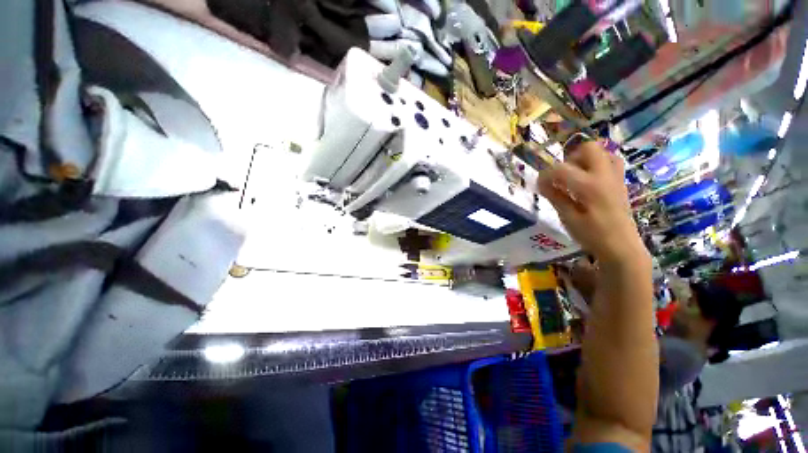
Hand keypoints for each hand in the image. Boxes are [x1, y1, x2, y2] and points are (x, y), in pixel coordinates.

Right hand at [538, 137, 646, 265]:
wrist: (622, 247)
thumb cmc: (592, 235)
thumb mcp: (568, 218)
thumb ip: (555, 196)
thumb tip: (540, 182)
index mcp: (589, 186)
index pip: (561, 169)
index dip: (545, 174)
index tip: (539, 184)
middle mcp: (604, 175)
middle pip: (588, 148)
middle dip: (569, 158)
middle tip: (560, 176)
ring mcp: (615, 177)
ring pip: (602, 152)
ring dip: (584, 159)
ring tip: (574, 176)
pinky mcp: (620, 182)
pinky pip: (610, 161)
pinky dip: (596, 164)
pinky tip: (588, 180)